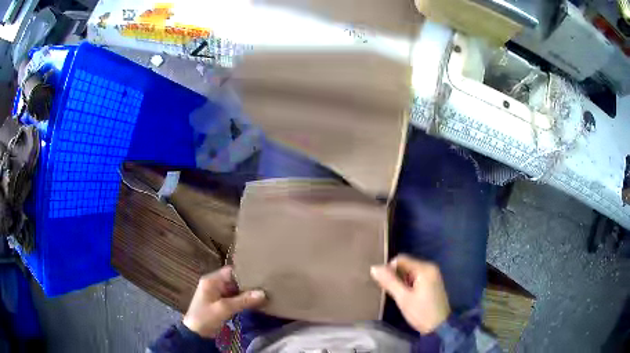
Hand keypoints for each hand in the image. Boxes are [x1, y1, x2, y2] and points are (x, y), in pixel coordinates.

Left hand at [183, 266, 265, 337]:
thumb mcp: (224, 308)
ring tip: (264, 293)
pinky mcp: (219, 303)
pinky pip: (233, 298)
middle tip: (265, 286)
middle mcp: (214, 284)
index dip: (245, 272)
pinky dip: (243, 300)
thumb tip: (263, 293)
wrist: (195, 334)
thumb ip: (243, 300)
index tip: (261, 275)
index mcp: (211, 280)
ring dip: (246, 293)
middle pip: (234, 280)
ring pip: (235, 290)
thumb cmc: (206, 317)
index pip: (231, 271)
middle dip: (248, 284)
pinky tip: (255, 303)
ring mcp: (216, 294)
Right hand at [370, 255, 450, 333]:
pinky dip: (408, 284)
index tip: (383, 283)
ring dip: (401, 280)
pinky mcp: (432, 282)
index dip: (389, 268)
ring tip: (396, 294)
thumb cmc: (421, 312)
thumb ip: (389, 282)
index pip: (401, 259)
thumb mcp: (403, 298)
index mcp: (425, 268)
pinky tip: (405, 295)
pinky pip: (416, 277)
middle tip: (388, 290)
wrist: (439, 327)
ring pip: (410, 271)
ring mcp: (433, 275)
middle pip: (406, 264)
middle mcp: (430, 267)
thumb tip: (374, 268)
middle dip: (395, 275)